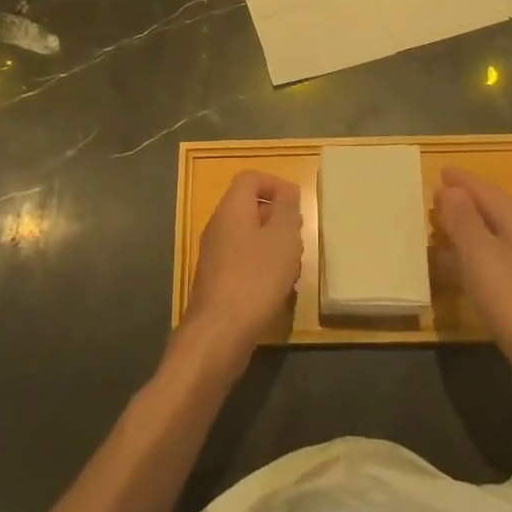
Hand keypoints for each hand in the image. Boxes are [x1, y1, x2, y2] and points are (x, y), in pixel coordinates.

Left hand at [186, 171, 302, 362]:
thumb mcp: (283, 237)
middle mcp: (217, 225)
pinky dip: (260, 265)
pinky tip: (275, 288)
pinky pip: (241, 260)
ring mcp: (213, 254)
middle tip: (297, 237)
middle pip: (248, 206)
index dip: (275, 183)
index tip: (296, 205)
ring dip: (271, 244)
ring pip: (247, 235)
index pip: (250, 178)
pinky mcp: (215, 280)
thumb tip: (286, 191)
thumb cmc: (256, 277)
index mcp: (231, 208)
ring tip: (291, 266)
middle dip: (277, 217)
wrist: (219, 332)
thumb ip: (287, 209)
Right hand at [435, 167, 511, 419]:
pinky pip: (494, 268)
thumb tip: (451, 189)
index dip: (464, 181)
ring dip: (467, 234)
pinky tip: (458, 277)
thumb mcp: (481, 255)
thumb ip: (464, 220)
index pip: (489, 193)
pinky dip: (472, 262)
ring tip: (439, 235)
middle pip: (495, 215)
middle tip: (435, 199)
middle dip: (465, 204)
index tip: (441, 171)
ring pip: (494, 243)